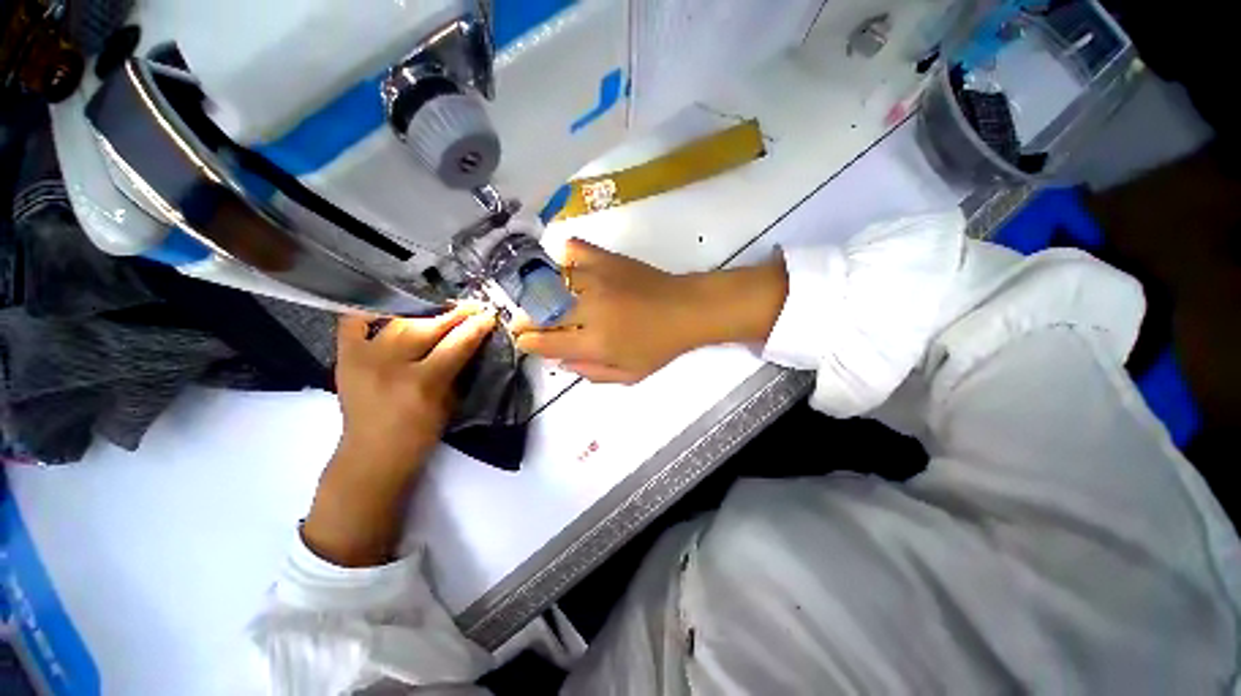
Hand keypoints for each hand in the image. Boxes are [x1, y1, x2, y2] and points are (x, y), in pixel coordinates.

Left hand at [335, 305, 495, 469]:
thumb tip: (472, 342)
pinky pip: (353, 324)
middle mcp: (390, 366)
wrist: (372, 456)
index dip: (475, 327)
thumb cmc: (420, 435)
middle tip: (472, 307)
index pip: (456, 344)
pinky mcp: (344, 358)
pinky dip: (372, 313)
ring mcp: (363, 359)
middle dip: (454, 315)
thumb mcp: (450, 404)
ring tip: (442, 309)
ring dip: (425, 313)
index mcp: (422, 383)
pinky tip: (390, 310)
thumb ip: (459, 370)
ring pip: (398, 322)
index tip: (489, 315)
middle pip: (426, 327)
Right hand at [514, 239, 787, 383]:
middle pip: (541, 312)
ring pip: (551, 281)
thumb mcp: (629, 375)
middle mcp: (589, 309)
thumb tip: (561, 362)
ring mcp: (596, 280)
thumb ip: (592, 373)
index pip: (547, 342)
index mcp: (595, 342)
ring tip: (538, 296)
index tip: (523, 340)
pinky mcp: (606, 259)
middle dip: (525, 319)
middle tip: (524, 321)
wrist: (686, 310)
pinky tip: (566, 267)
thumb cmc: (660, 346)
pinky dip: (564, 256)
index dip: (528, 342)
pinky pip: (574, 249)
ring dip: (538, 291)